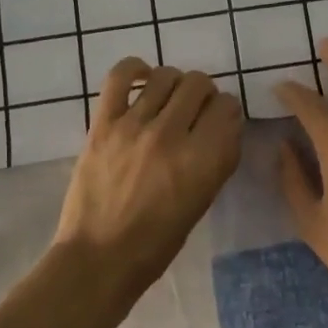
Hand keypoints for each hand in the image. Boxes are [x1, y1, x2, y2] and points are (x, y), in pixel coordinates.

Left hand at [54, 58, 242, 317]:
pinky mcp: (104, 124)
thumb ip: (218, 157)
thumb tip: (222, 122)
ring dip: (174, 84)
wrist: (99, 258)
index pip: (228, 106)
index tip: (218, 121)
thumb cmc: (158, 242)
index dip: (226, 111)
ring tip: (167, 100)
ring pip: (166, 75)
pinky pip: (120, 76)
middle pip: (200, 84)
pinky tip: (142, 78)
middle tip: (192, 112)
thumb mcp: (203, 200)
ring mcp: (136, 126)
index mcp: (204, 160)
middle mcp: (173, 136)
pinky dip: (135, 68)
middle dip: (203, 94)